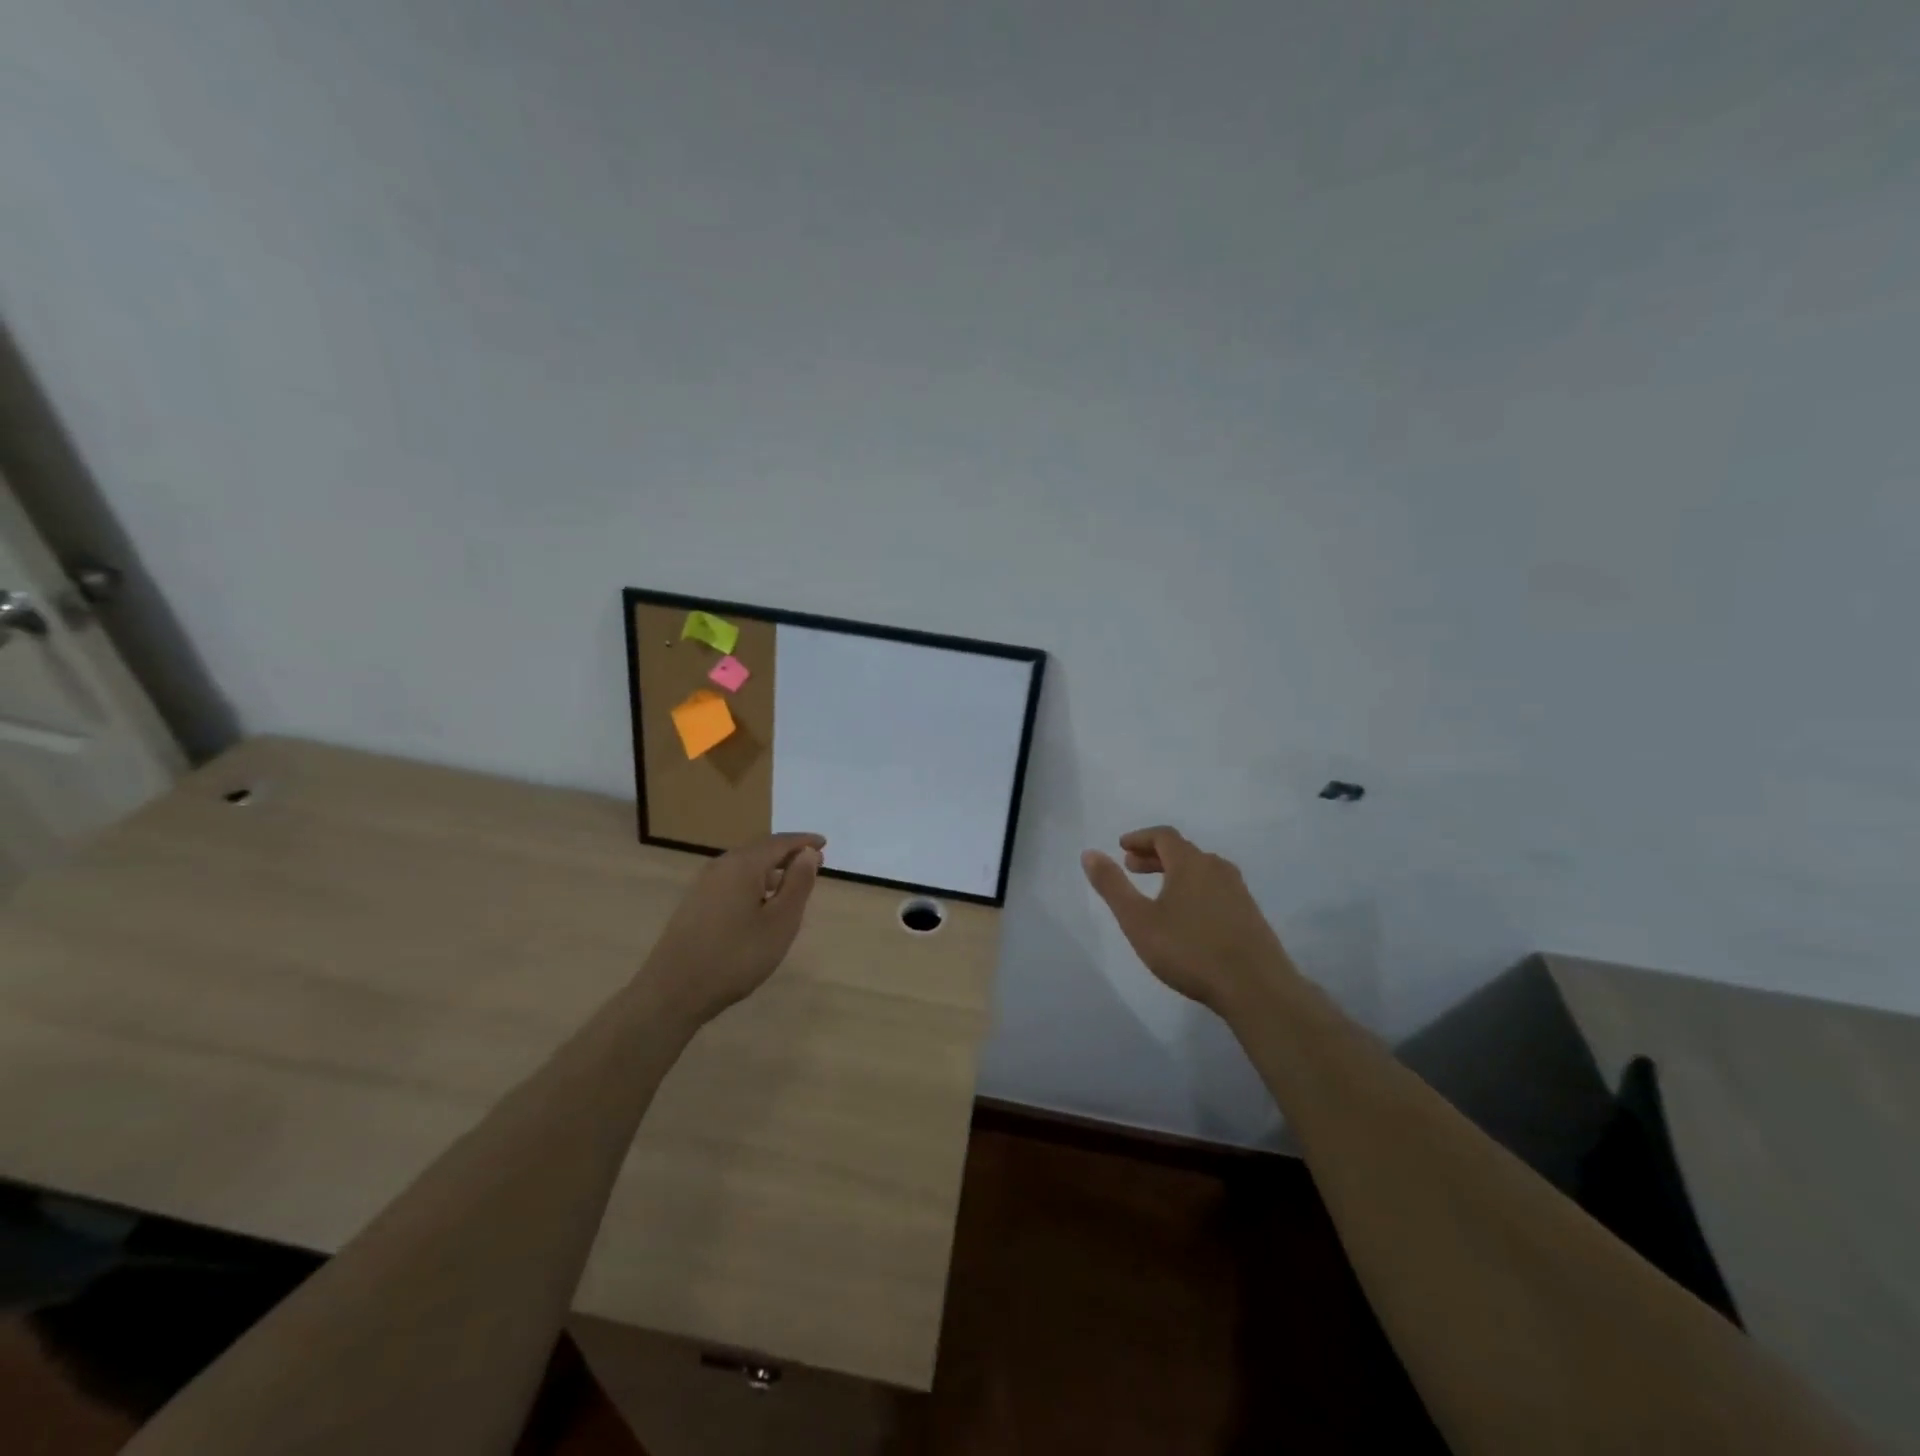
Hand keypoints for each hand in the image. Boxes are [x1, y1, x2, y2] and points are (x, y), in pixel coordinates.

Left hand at [639, 833, 825, 1023]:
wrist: (673, 991)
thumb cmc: (736, 956)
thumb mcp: (780, 922)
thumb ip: (798, 884)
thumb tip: (809, 853)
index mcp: (743, 864)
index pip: (780, 842)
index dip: (804, 841)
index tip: (824, 843)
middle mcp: (721, 866)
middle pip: (760, 850)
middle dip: (788, 854)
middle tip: (814, 863)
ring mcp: (704, 885)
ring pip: (745, 866)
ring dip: (771, 869)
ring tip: (792, 883)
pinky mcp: (695, 904)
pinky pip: (732, 880)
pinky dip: (754, 882)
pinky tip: (761, 903)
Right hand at [1082, 826, 1295, 1015]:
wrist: (1256, 988)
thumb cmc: (1190, 950)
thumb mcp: (1138, 920)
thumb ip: (1112, 886)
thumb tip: (1089, 853)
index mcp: (1191, 863)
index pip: (1164, 836)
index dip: (1140, 838)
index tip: (1122, 847)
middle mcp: (1217, 869)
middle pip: (1183, 851)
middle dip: (1154, 855)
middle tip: (1132, 867)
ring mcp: (1238, 891)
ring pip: (1201, 870)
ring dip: (1175, 872)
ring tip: (1157, 891)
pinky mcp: (1250, 915)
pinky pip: (1216, 889)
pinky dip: (1194, 889)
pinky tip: (1188, 916)